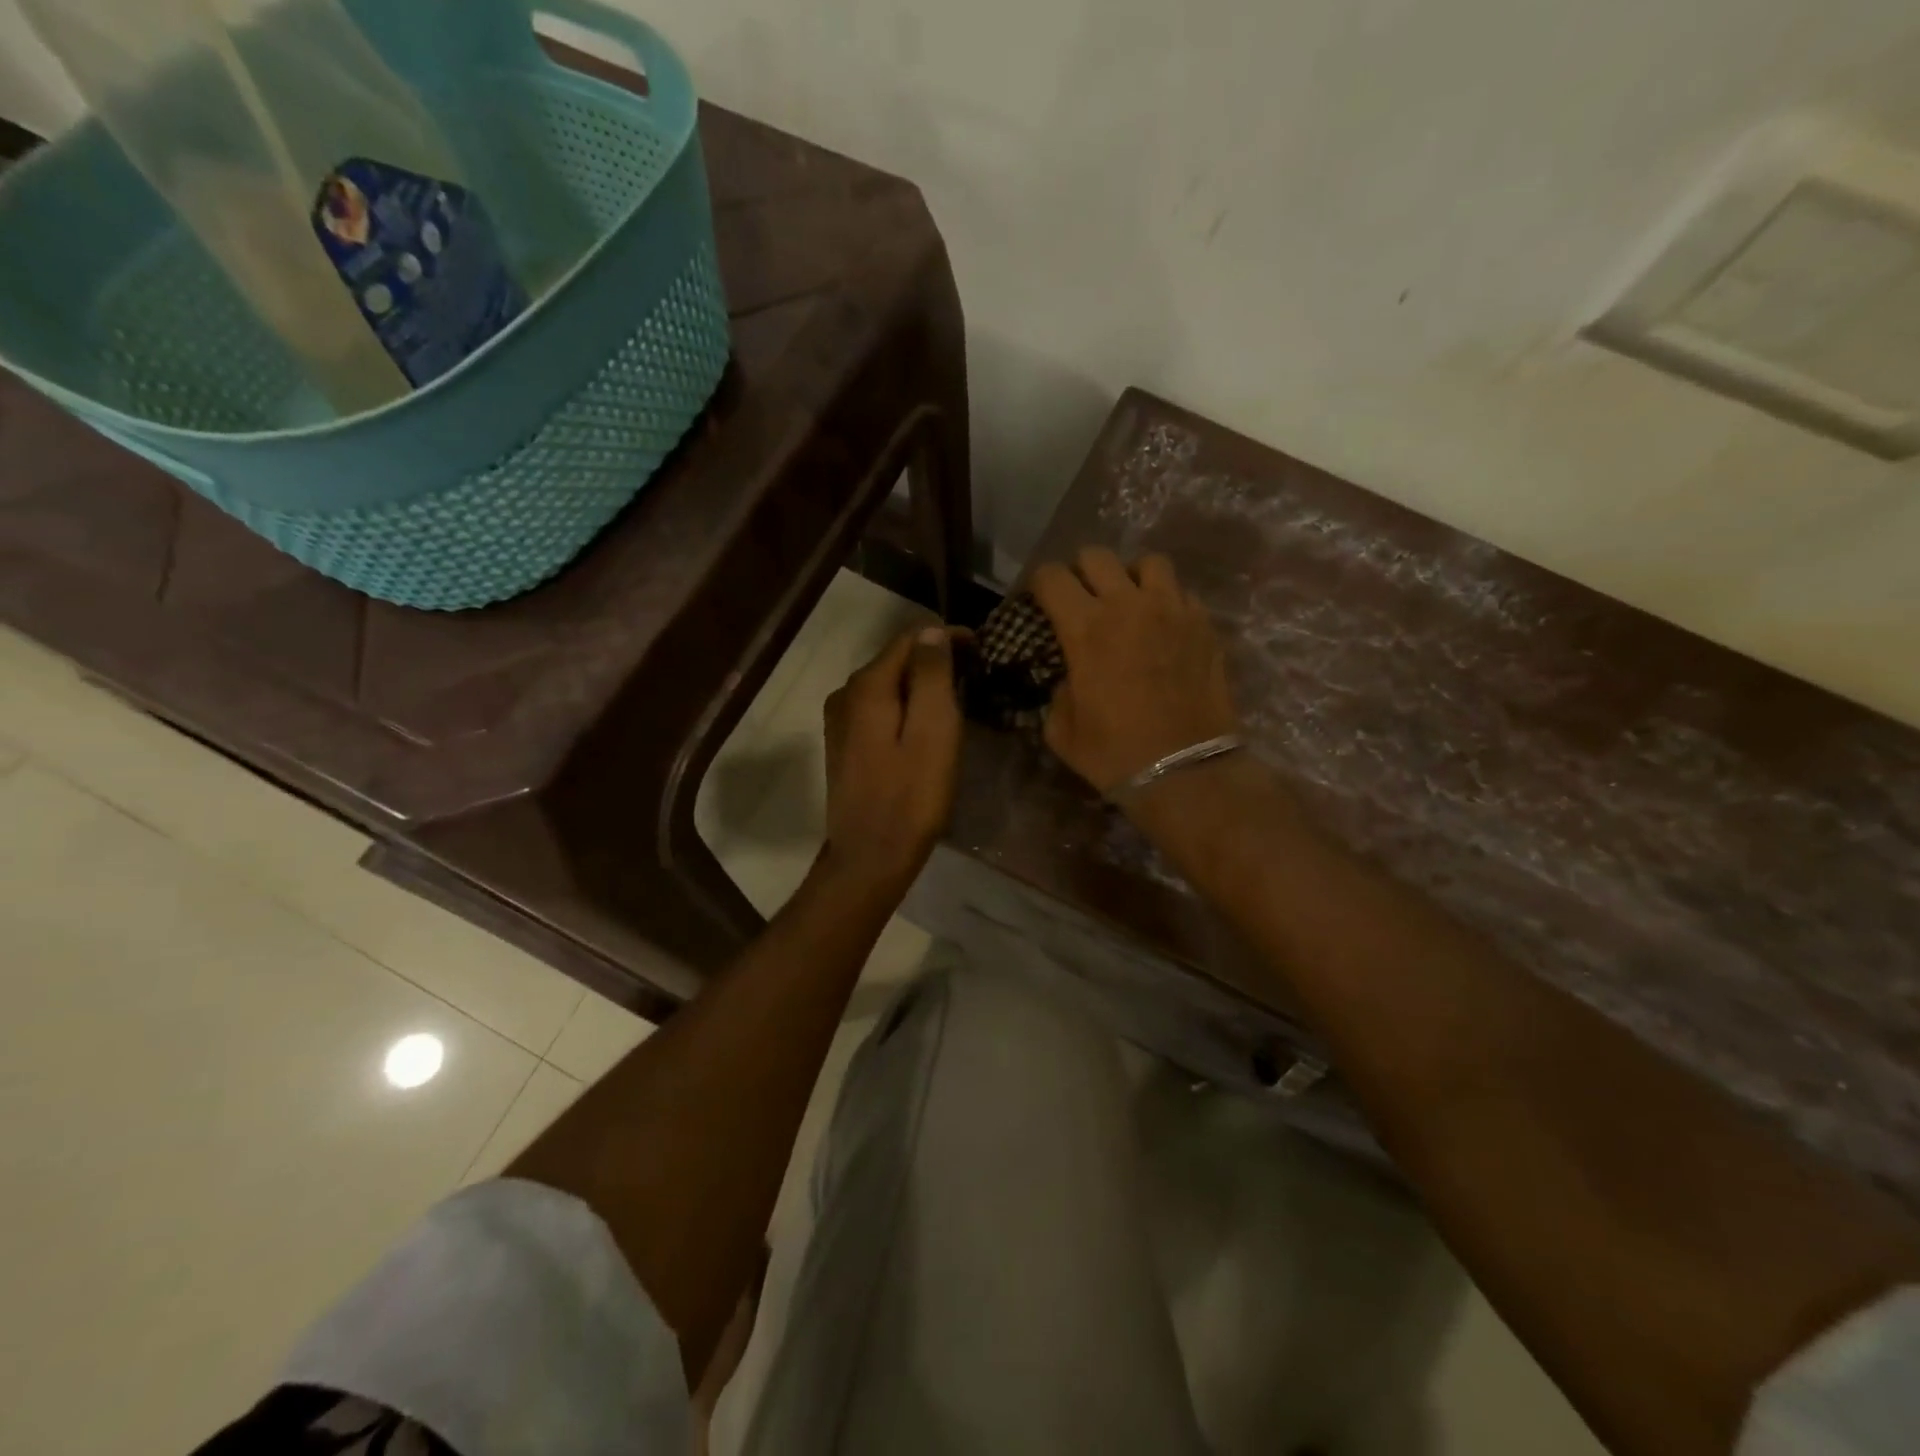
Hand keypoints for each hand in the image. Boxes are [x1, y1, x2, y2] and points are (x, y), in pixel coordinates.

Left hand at [819, 626, 963, 891]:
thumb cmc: (911, 796)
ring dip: (920, 686)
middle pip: (896, 659)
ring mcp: (840, 720)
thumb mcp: (933, 732)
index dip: (947, 637)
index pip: (910, 638)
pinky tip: (924, 726)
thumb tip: (932, 631)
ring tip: (956, 701)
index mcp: (867, 686)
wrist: (870, 857)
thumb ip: (931, 676)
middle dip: (934, 661)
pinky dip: (904, 707)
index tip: (982, 651)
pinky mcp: (844, 744)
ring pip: (888, 684)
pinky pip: (879, 709)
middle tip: (975, 677)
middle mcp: (845, 693)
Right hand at [1030, 548, 1240, 795]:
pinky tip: (1164, 627)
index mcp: (1085, 628)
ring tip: (1131, 601)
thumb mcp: (1061, 729)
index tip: (1039, 600)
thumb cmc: (1114, 753)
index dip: (1039, 583)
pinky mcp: (1204, 625)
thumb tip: (1066, 677)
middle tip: (1082, 597)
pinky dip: (1168, 601)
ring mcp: (1172, 610)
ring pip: (1148, 562)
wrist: (1184, 770)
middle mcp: (1128, 605)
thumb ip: (1057, 690)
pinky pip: (1182, 592)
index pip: (1051, 576)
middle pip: (1096, 555)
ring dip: (1132, 577)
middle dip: (1081, 571)